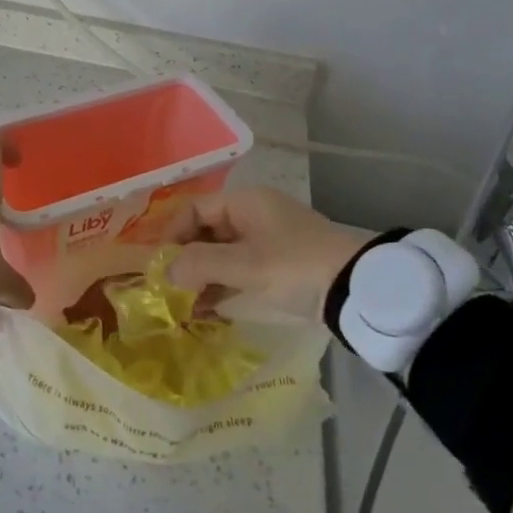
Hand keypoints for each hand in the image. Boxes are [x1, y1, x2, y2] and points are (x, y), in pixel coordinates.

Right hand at [166, 186, 372, 321]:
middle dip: (183, 258)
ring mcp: (266, 241)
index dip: (170, 232)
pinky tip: (205, 310)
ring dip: (200, 276)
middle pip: (205, 231)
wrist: (358, 290)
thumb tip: (164, 272)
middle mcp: (253, 215)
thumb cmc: (297, 267)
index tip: (154, 261)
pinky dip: (220, 286)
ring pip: (220, 253)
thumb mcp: (246, 266)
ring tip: (180, 304)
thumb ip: (201, 264)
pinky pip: (237, 271)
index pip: (194, 209)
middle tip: (163, 285)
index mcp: (245, 202)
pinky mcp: (277, 266)